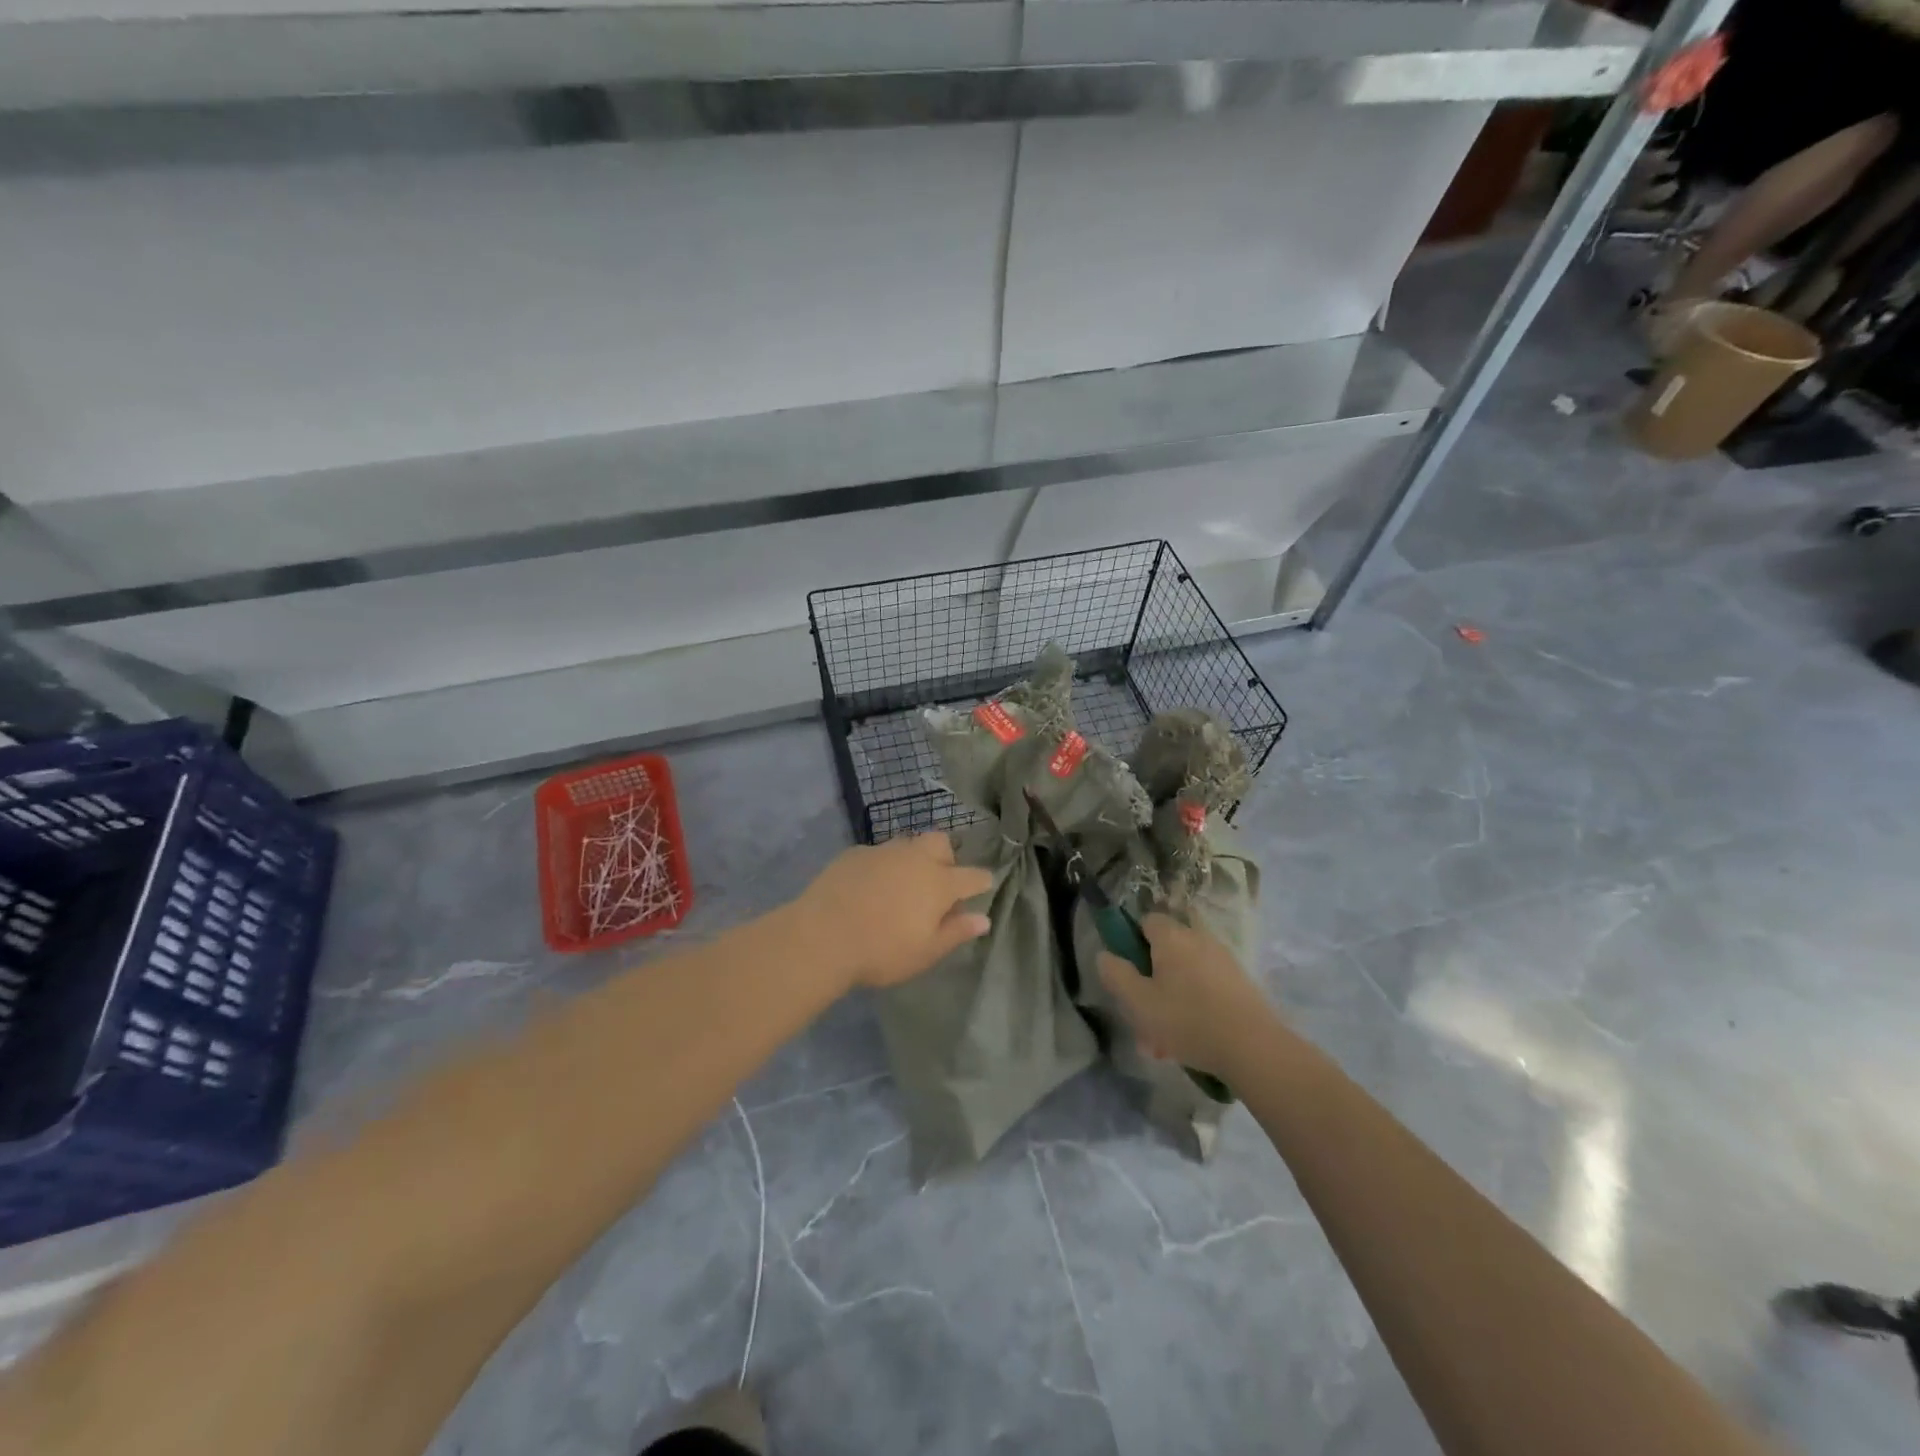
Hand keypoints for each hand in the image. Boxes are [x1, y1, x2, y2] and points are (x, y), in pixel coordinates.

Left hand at [794, 834, 992, 988]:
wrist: (821, 936)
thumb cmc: (881, 951)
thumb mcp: (925, 952)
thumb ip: (956, 932)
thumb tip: (983, 919)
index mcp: (939, 882)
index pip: (972, 876)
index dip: (981, 882)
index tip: (982, 887)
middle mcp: (915, 858)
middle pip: (941, 843)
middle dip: (947, 858)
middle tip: (937, 885)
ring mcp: (883, 851)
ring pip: (908, 843)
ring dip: (913, 858)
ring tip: (902, 885)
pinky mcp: (854, 853)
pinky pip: (878, 853)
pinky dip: (882, 866)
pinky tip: (869, 887)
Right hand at [1096, 914, 1279, 1077]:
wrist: (1253, 1047)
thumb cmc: (1187, 1020)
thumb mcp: (1138, 1002)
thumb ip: (1116, 975)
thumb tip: (1105, 955)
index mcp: (1172, 936)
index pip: (1147, 920)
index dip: (1133, 941)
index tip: (1130, 972)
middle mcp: (1199, 938)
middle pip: (1168, 946)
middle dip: (1154, 973)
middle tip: (1146, 1009)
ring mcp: (1223, 958)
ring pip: (1187, 970)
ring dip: (1174, 993)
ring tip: (1167, 1035)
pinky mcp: (1241, 981)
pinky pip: (1208, 985)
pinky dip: (1197, 1003)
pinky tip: (1193, 1036)